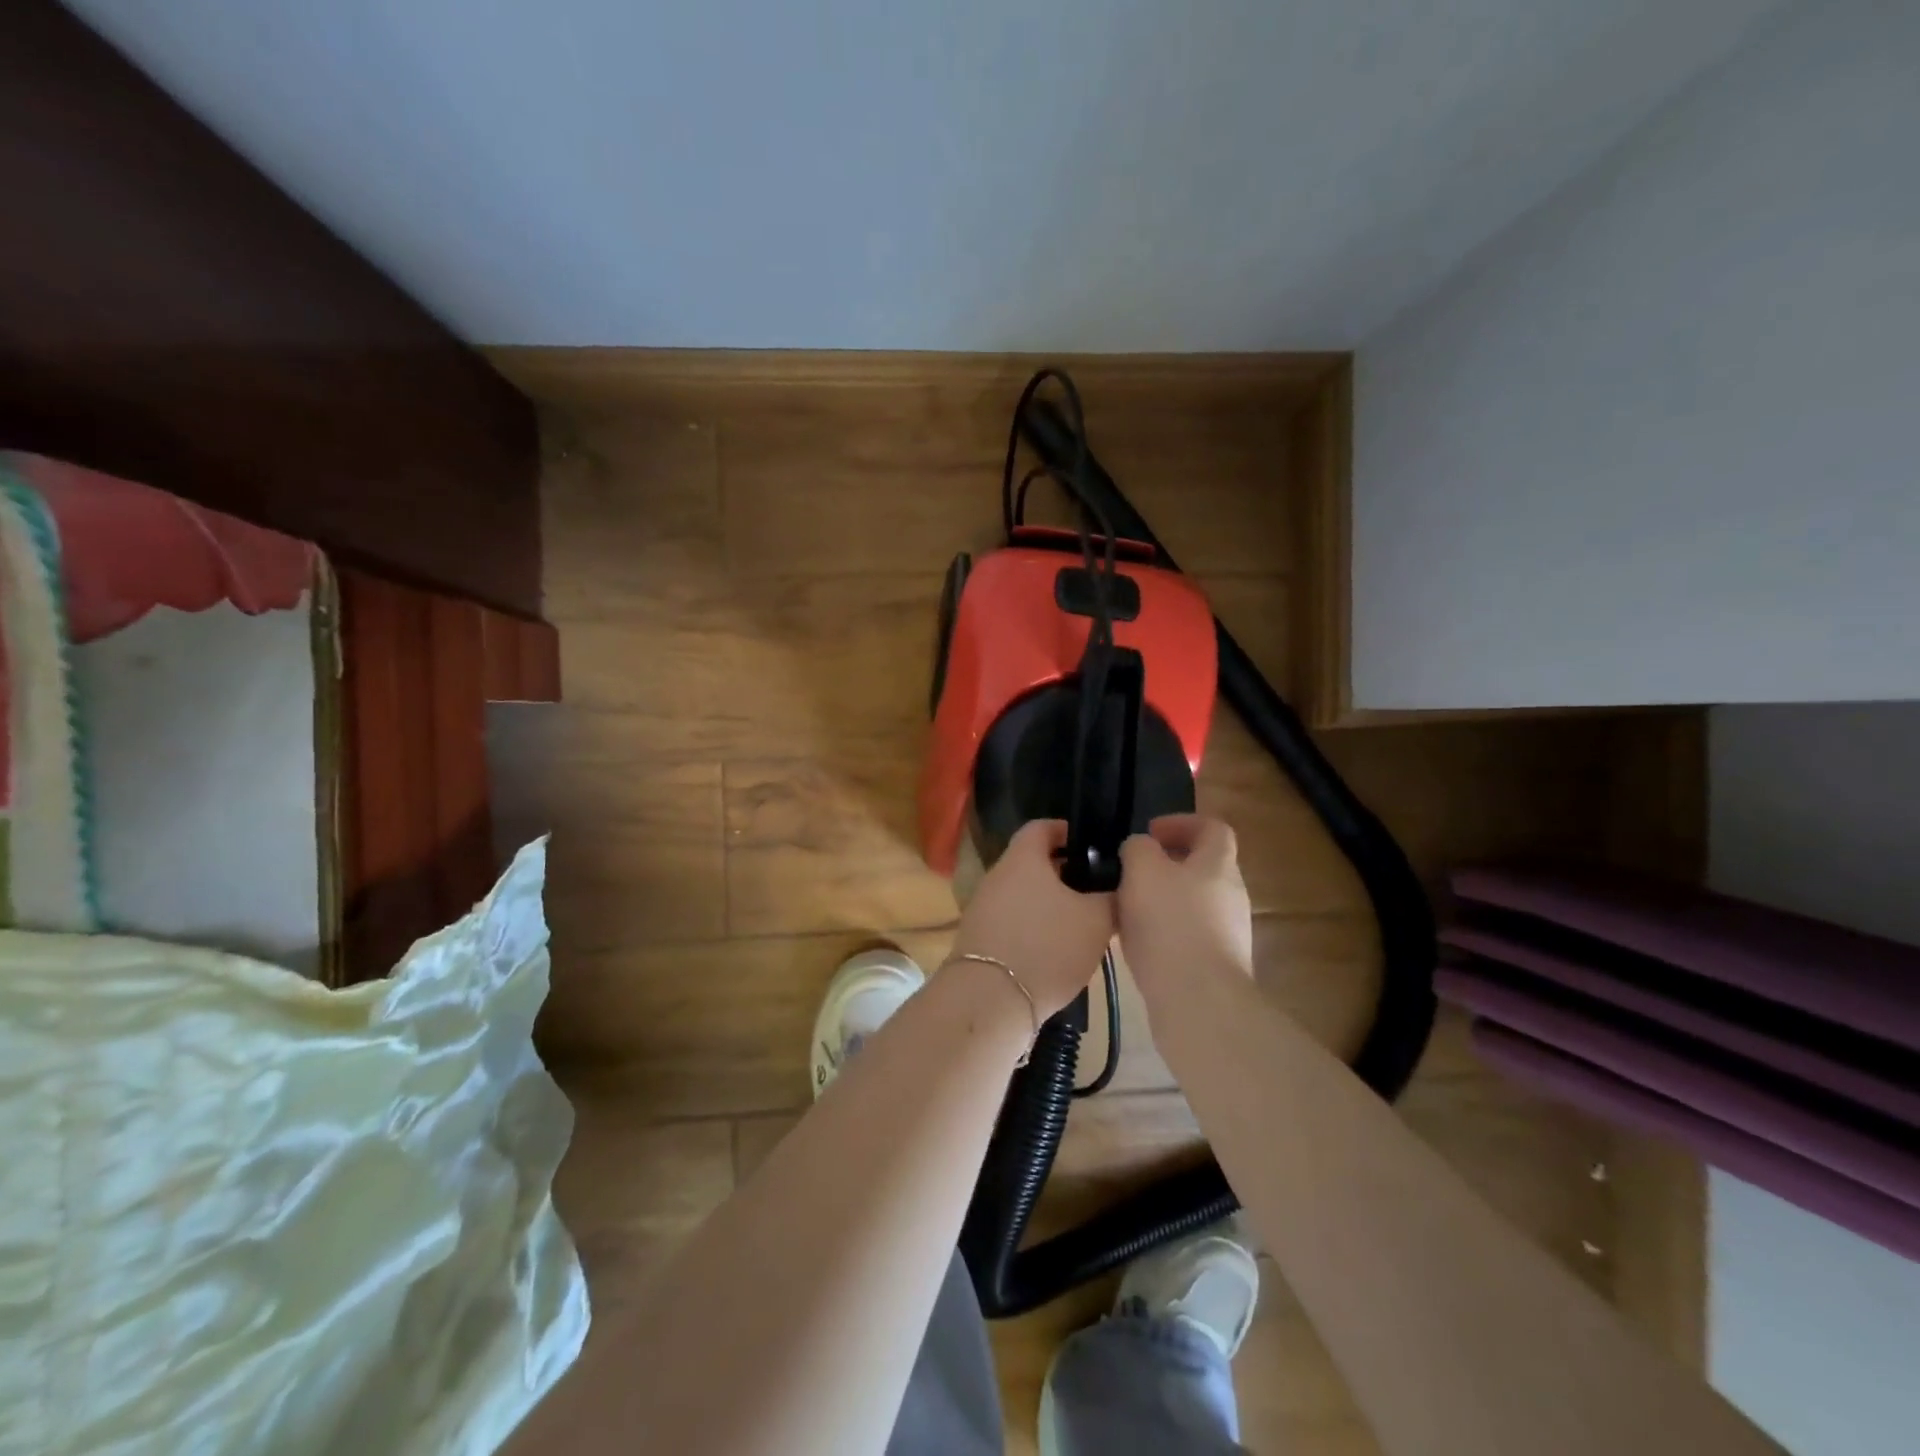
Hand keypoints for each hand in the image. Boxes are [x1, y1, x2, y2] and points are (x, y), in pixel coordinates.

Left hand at [950, 820, 1114, 1018]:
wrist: (990, 999)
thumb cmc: (1047, 946)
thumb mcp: (1096, 921)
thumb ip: (1110, 897)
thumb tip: (1116, 886)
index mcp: (1022, 859)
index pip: (1041, 827)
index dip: (1067, 831)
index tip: (1091, 847)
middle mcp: (997, 876)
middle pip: (1032, 863)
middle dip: (1063, 873)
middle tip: (1094, 891)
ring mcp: (982, 907)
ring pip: (1022, 894)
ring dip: (1049, 904)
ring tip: (1080, 925)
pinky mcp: (978, 938)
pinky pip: (1011, 921)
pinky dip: (1032, 927)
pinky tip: (1053, 951)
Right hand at [1117, 814, 1254, 995]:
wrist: (1198, 1000)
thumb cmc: (1170, 924)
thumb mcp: (1142, 870)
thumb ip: (1138, 848)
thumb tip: (1141, 848)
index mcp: (1218, 864)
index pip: (1212, 828)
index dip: (1182, 823)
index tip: (1149, 833)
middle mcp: (1231, 894)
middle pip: (1203, 866)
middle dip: (1167, 864)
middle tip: (1132, 871)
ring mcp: (1229, 932)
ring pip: (1193, 902)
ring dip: (1162, 899)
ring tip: (1127, 909)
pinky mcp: (1218, 964)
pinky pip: (1189, 934)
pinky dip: (1165, 931)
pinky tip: (1138, 944)